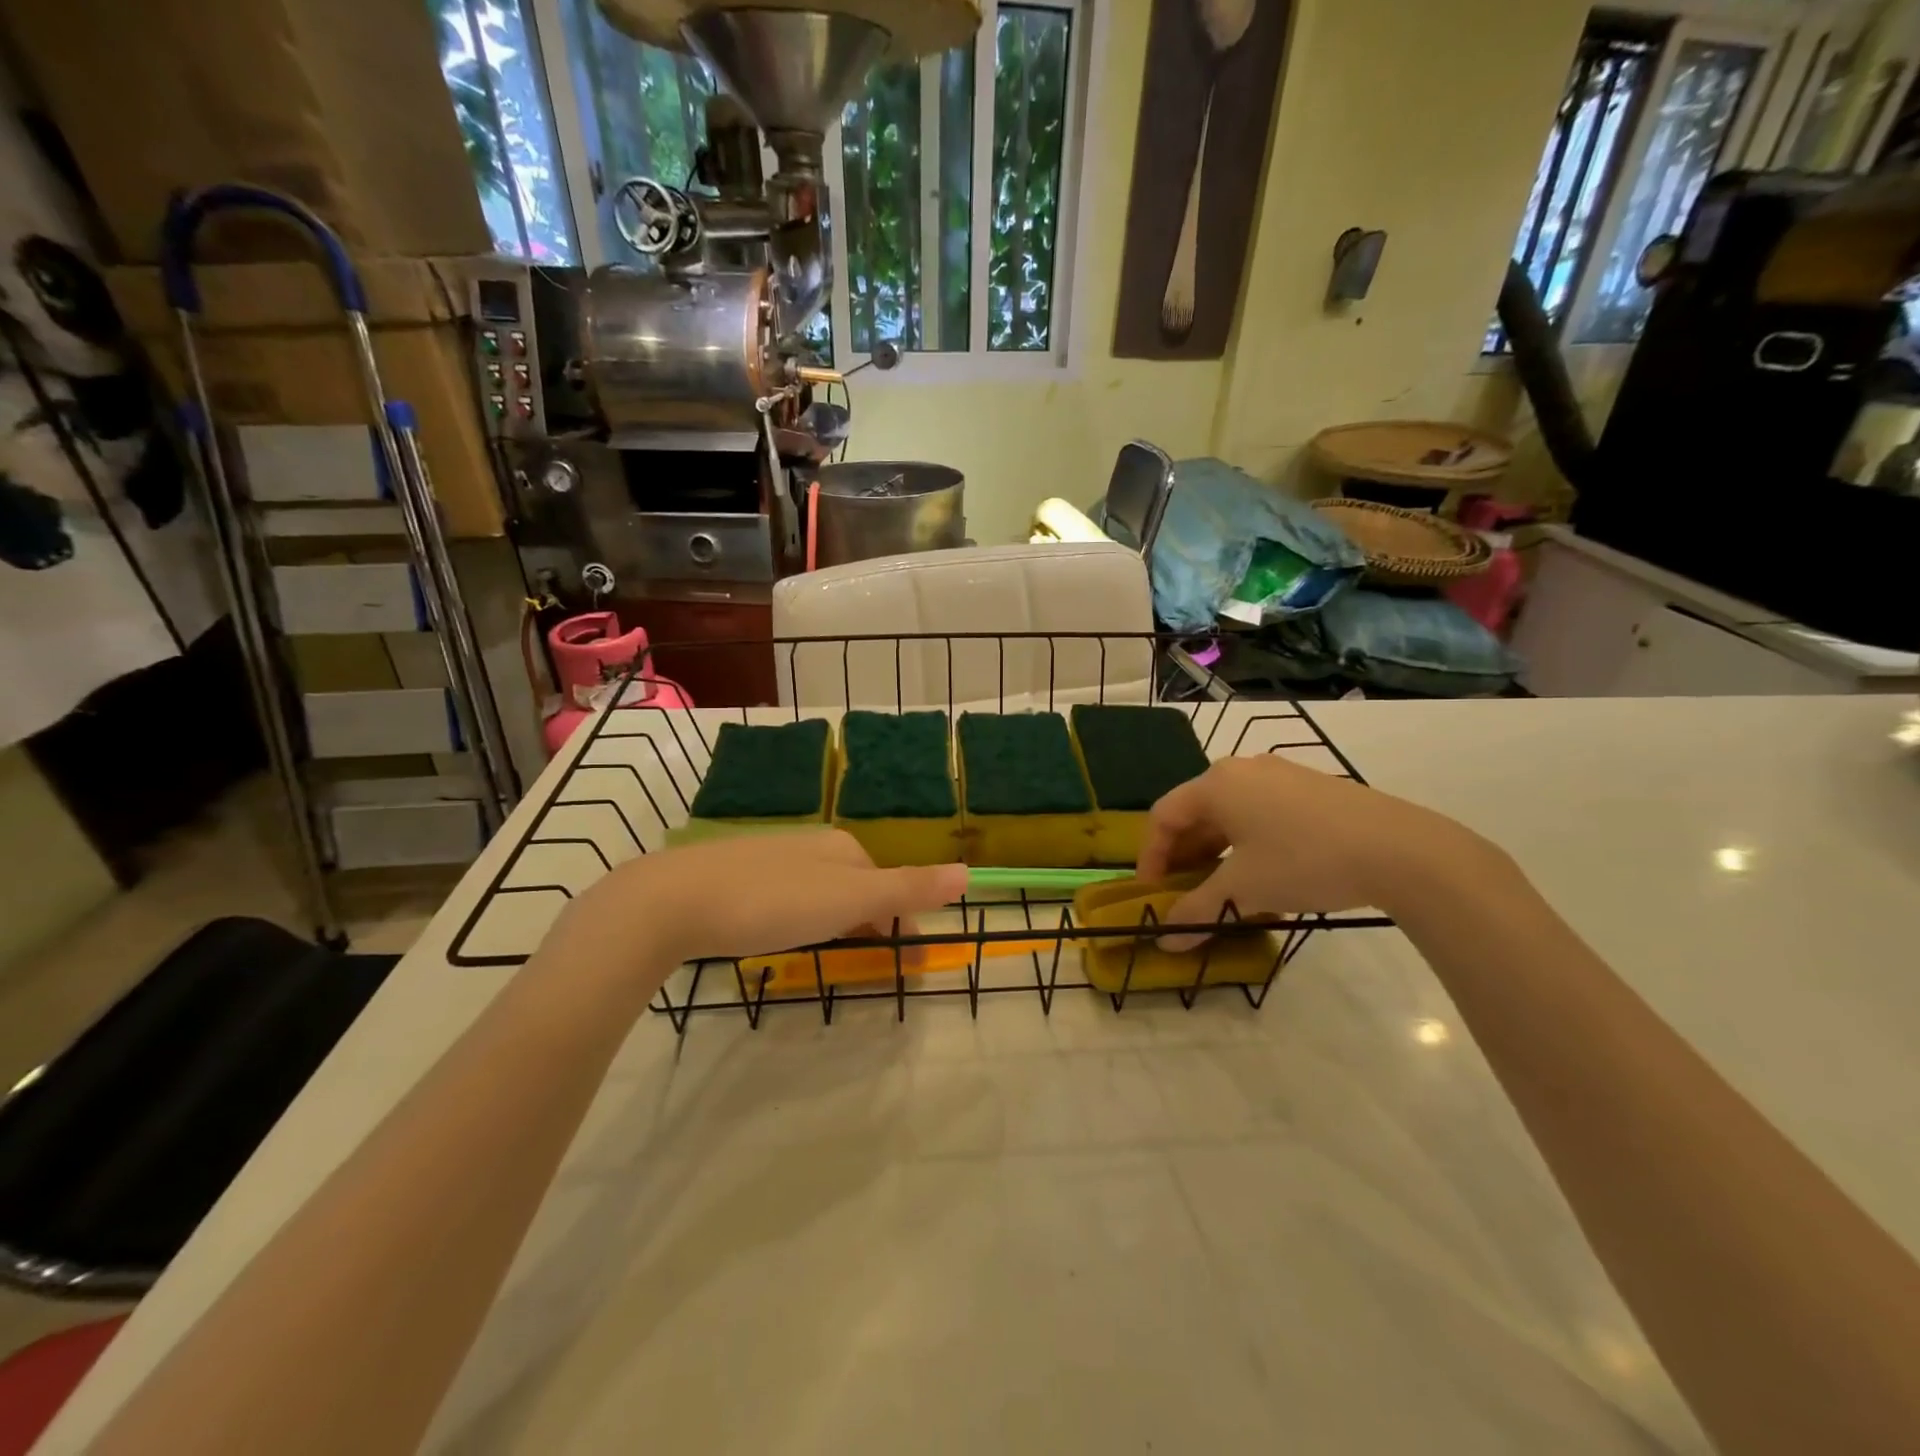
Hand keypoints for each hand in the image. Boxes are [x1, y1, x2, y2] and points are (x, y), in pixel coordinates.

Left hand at [550, 830, 966, 980]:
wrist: (675, 899)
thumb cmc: (772, 901)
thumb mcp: (849, 899)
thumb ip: (908, 887)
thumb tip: (970, 873)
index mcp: (844, 848)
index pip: (889, 888)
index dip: (900, 927)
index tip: (899, 971)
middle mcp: (812, 846)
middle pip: (857, 890)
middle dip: (868, 928)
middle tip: (863, 971)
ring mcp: (772, 859)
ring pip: (822, 895)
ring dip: (835, 927)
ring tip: (825, 961)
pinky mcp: (738, 877)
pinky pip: (787, 900)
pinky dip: (799, 922)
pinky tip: (780, 939)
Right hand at [1137, 757, 1497, 947]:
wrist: (1400, 849)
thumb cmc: (1304, 861)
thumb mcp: (1244, 889)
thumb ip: (1198, 911)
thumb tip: (1164, 940)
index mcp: (1216, 784)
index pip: (1164, 817)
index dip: (1150, 857)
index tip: (1153, 894)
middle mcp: (1242, 770)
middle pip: (1196, 812)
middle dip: (1184, 856)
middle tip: (1184, 893)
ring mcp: (1280, 774)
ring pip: (1230, 813)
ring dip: (1215, 851)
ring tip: (1222, 888)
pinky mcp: (1311, 788)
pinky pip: (1261, 812)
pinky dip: (1247, 842)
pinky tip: (1263, 873)